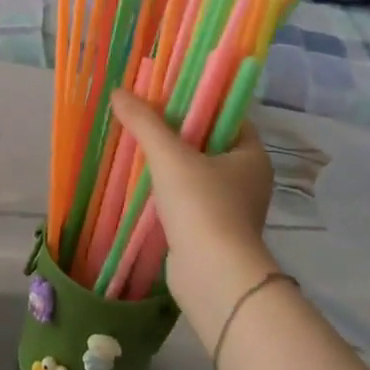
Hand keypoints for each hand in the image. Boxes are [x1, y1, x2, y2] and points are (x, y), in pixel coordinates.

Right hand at [111, 89, 278, 346]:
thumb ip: (144, 122)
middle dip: (177, 131)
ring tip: (137, 146)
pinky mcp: (215, 232)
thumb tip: (118, 92)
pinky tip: (143, 183)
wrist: (214, 278)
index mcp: (251, 155)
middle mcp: (248, 179)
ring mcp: (233, 208)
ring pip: (197, 172)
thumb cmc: (202, 207)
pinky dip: (169, 189)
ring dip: (171, 162)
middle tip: (145, 117)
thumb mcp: (169, 156)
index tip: (166, 94)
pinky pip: (190, 199)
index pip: (226, 115)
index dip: (198, 101)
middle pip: (209, 142)